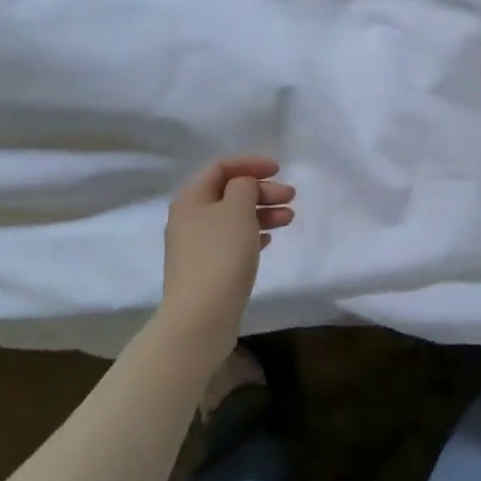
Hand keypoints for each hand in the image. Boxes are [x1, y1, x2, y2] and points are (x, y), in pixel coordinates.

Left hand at [158, 156, 295, 351]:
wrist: (200, 317)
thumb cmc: (220, 255)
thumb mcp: (237, 210)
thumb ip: (244, 186)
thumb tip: (244, 185)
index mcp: (191, 198)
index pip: (221, 167)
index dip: (250, 163)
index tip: (279, 169)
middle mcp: (189, 218)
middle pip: (228, 193)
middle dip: (261, 190)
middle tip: (291, 197)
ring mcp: (196, 246)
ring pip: (233, 218)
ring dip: (262, 212)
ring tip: (289, 218)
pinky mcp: (206, 269)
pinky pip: (232, 241)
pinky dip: (252, 234)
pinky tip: (270, 239)